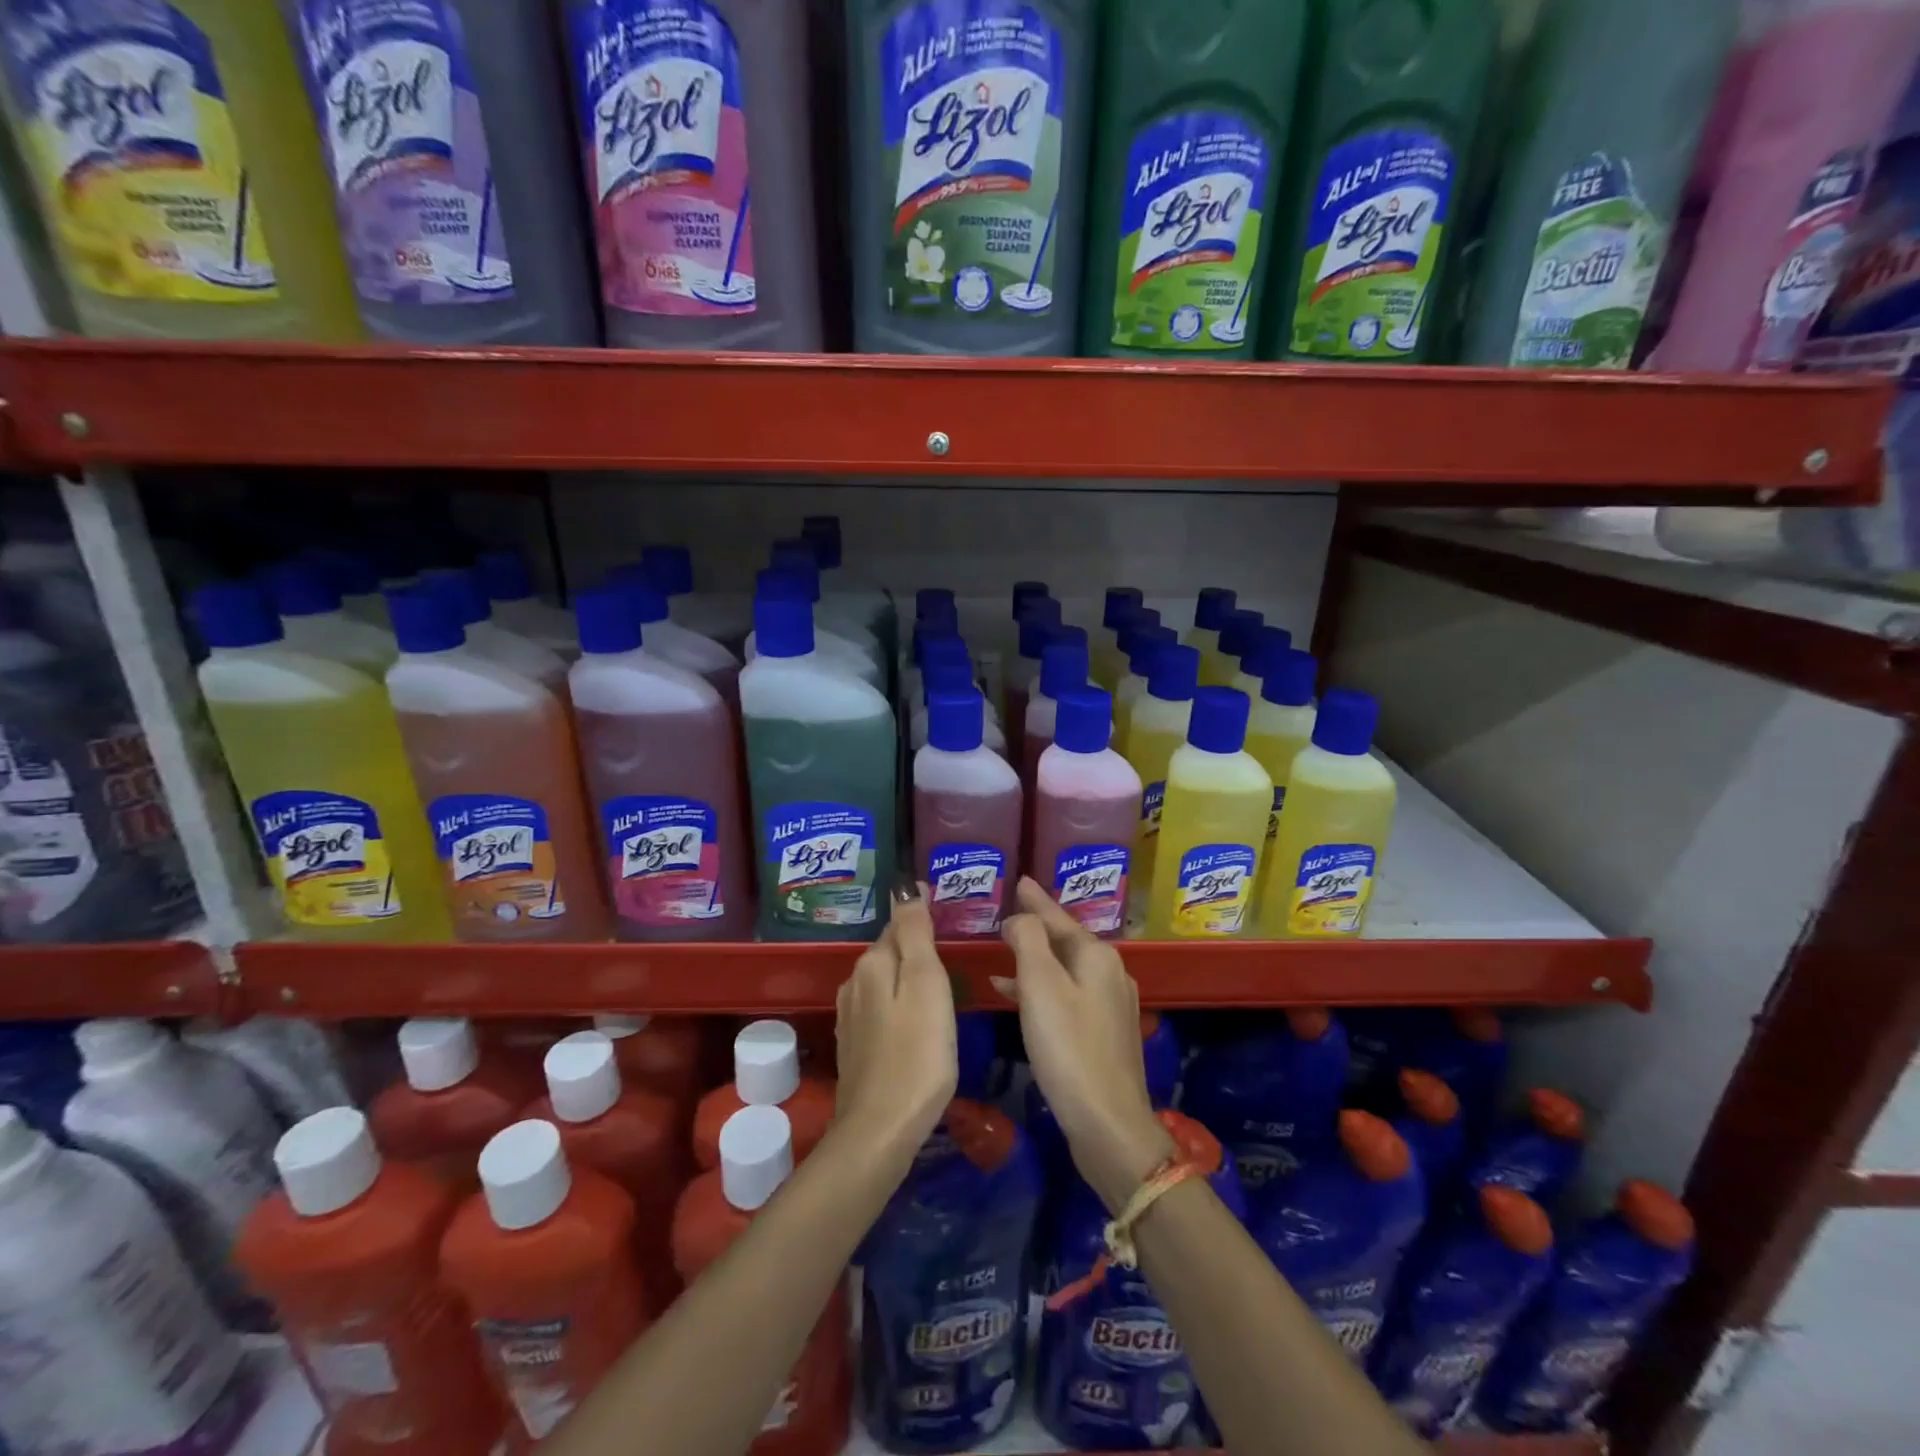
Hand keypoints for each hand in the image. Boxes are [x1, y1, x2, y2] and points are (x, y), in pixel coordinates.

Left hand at [835, 886, 957, 1166]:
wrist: (881, 1130)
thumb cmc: (917, 1053)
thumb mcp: (925, 984)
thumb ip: (914, 933)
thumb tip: (906, 887)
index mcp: (872, 963)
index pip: (900, 924)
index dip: (923, 918)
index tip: (949, 915)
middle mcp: (854, 983)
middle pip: (889, 952)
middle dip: (914, 946)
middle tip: (950, 948)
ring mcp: (851, 1016)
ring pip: (884, 981)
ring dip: (906, 976)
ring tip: (938, 981)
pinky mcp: (855, 1045)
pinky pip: (880, 1008)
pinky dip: (899, 1004)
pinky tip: (916, 1019)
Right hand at [999, 878, 1173, 1210]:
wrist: (1108, 1123)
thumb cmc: (1069, 1048)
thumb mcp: (1041, 986)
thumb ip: (1028, 940)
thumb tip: (1020, 918)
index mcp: (1097, 956)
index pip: (1058, 916)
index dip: (1036, 899)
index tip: (1020, 880)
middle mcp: (1109, 973)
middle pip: (1065, 940)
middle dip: (1036, 926)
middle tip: (1007, 912)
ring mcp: (1109, 1004)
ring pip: (1064, 968)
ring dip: (1034, 958)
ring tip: (1003, 949)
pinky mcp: (1103, 1033)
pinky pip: (1065, 994)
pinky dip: (1040, 989)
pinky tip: (1013, 996)